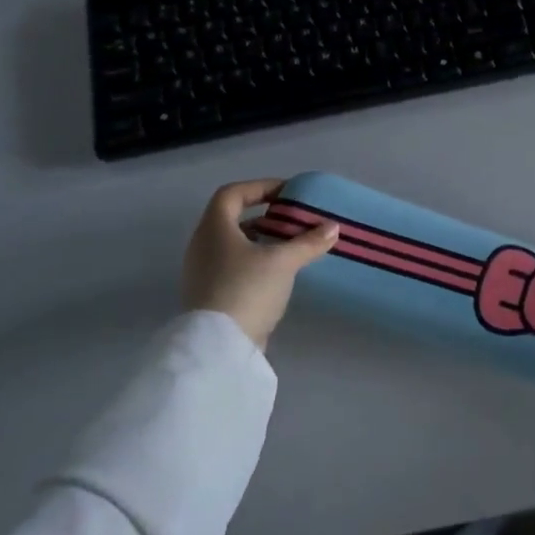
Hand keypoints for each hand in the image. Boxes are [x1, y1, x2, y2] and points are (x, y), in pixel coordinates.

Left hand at [181, 179, 338, 349]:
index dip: (260, 187)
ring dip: (262, 241)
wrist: (218, 347)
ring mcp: (202, 272)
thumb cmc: (247, 290)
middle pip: (232, 219)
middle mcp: (202, 246)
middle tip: (293, 220)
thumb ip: (308, 242)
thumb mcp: (283, 262)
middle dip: (265, 216)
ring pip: (234, 245)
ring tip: (291, 246)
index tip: (287, 193)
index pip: (232, 194)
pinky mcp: (209, 295)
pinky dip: (256, 262)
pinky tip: (279, 273)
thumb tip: (332, 227)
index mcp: (214, 229)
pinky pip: (233, 266)